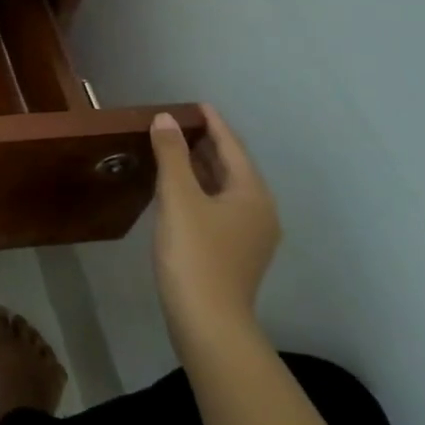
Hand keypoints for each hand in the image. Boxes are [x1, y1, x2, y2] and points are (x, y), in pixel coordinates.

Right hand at [149, 105, 279, 348]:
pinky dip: (199, 189)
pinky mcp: (234, 251)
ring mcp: (249, 234)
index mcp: (252, 194)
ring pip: (224, 188)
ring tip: (174, 149)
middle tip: (178, 124)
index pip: (232, 147)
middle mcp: (259, 211)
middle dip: (206, 144)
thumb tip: (165, 119)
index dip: (213, 124)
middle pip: (232, 167)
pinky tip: (178, 189)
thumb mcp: (178, 197)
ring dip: (201, 167)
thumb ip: (172, 154)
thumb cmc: (195, 253)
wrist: (207, 320)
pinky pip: (218, 206)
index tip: (196, 104)